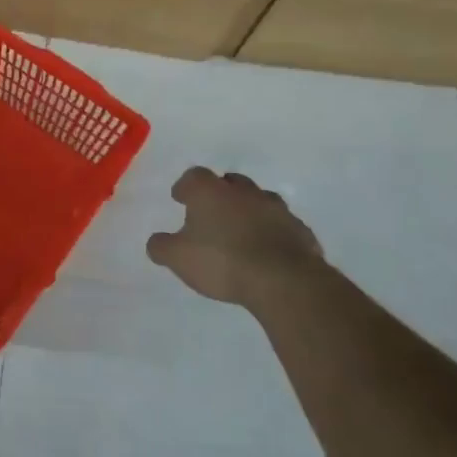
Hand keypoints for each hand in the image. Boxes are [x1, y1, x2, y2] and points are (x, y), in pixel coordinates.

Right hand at [146, 167, 325, 308]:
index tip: (180, 198)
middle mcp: (243, 192)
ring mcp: (276, 208)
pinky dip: (272, 232)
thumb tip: (156, 242)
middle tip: (211, 213)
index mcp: (210, 192)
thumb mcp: (178, 258)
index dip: (185, 186)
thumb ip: (162, 247)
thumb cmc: (222, 261)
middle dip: (220, 193)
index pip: (194, 176)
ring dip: (249, 211)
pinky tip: (267, 250)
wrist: (283, 280)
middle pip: (229, 182)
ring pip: (259, 201)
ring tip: (240, 232)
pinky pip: (281, 225)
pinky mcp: (300, 230)